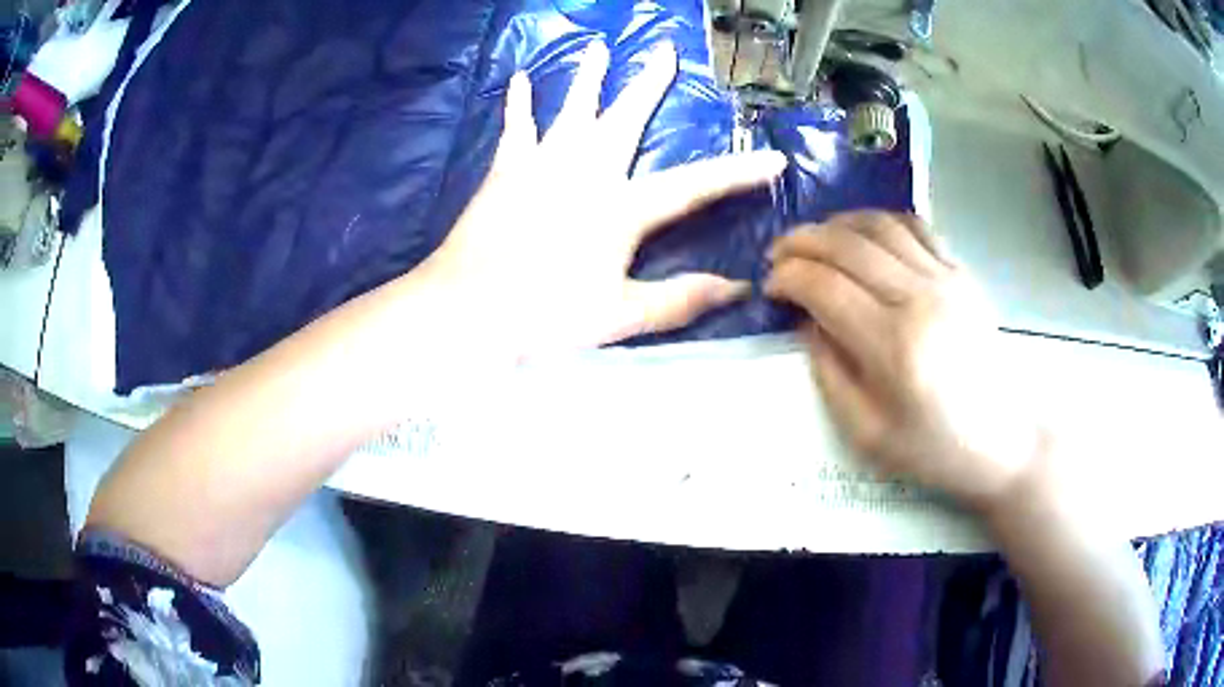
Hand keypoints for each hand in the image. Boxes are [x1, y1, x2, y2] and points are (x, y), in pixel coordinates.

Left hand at [418, 40, 785, 358]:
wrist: (467, 309)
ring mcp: (542, 164)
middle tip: (666, 52)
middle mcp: (585, 171)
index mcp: (621, 208)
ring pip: (573, 108)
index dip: (738, 172)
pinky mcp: (506, 170)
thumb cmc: (545, 316)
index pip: (695, 186)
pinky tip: (519, 78)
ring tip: (600, 45)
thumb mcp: (621, 315)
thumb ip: (681, 300)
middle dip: (650, 84)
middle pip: (626, 118)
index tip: (772, 157)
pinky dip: (519, 102)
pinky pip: (516, 126)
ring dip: (590, 76)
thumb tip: (738, 289)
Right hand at [765, 212, 1042, 510]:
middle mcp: (919, 297)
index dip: (788, 278)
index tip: (770, 286)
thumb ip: (829, 373)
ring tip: (815, 239)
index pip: (825, 287)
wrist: (1002, 440)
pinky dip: (882, 220)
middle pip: (847, 245)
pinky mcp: (962, 274)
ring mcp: (945, 279)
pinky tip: (865, 233)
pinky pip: (917, 226)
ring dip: (837, 223)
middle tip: (778, 253)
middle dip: (801, 241)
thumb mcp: (867, 433)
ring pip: (879, 225)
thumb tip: (807, 322)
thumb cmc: (934, 448)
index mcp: (893, 345)